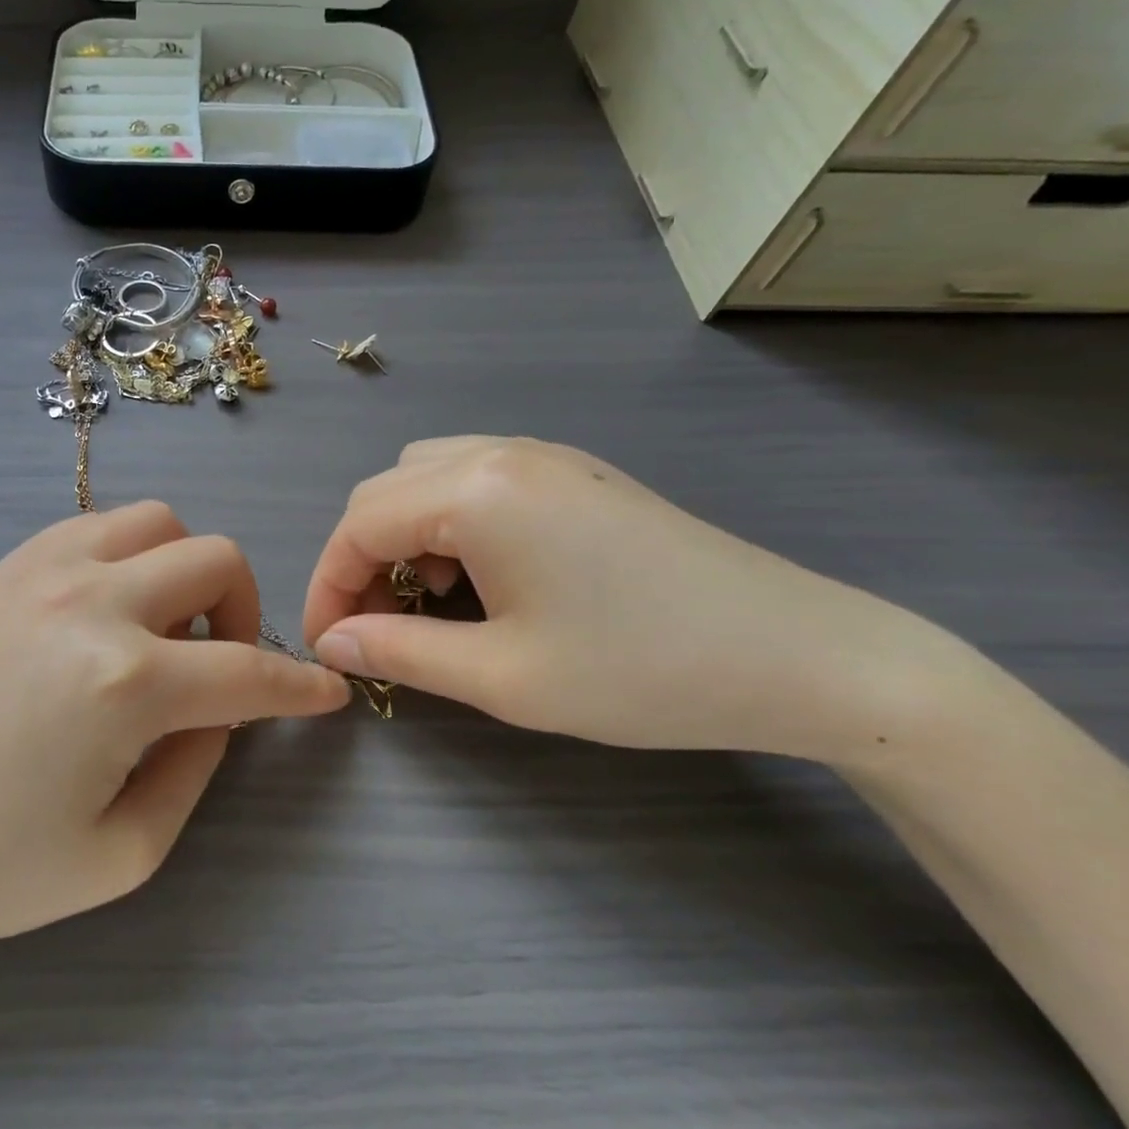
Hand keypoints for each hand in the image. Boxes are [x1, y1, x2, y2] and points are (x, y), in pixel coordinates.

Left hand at [0, 502, 349, 977]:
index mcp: (127, 684)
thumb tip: (220, 709)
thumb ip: (197, 769)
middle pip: (217, 560)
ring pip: (161, 521)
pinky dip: (131, 553)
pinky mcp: (8, 566)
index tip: (327, 692)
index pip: (250, 670)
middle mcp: (94, 603)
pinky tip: (111, 606)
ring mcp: (45, 570)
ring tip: (165, 627)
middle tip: (225, 664)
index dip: (302, 685)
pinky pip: (98, 524)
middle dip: (247, 612)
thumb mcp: (125, 853)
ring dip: (187, 570)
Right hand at [303, 437, 952, 761]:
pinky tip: (482, 575)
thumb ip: (399, 652)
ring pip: (428, 477)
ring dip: (403, 536)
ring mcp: (545, 455)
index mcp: (476, 491)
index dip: (326, 586)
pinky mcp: (577, 473)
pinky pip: (478, 478)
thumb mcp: (503, 676)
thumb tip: (331, 642)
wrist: (802, 656)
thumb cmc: (641, 671)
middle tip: (369, 629)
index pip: (358, 526)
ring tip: (428, 601)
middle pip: (384, 492)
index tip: (326, 646)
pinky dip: (449, 521)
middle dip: (358, 560)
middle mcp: (501, 452)